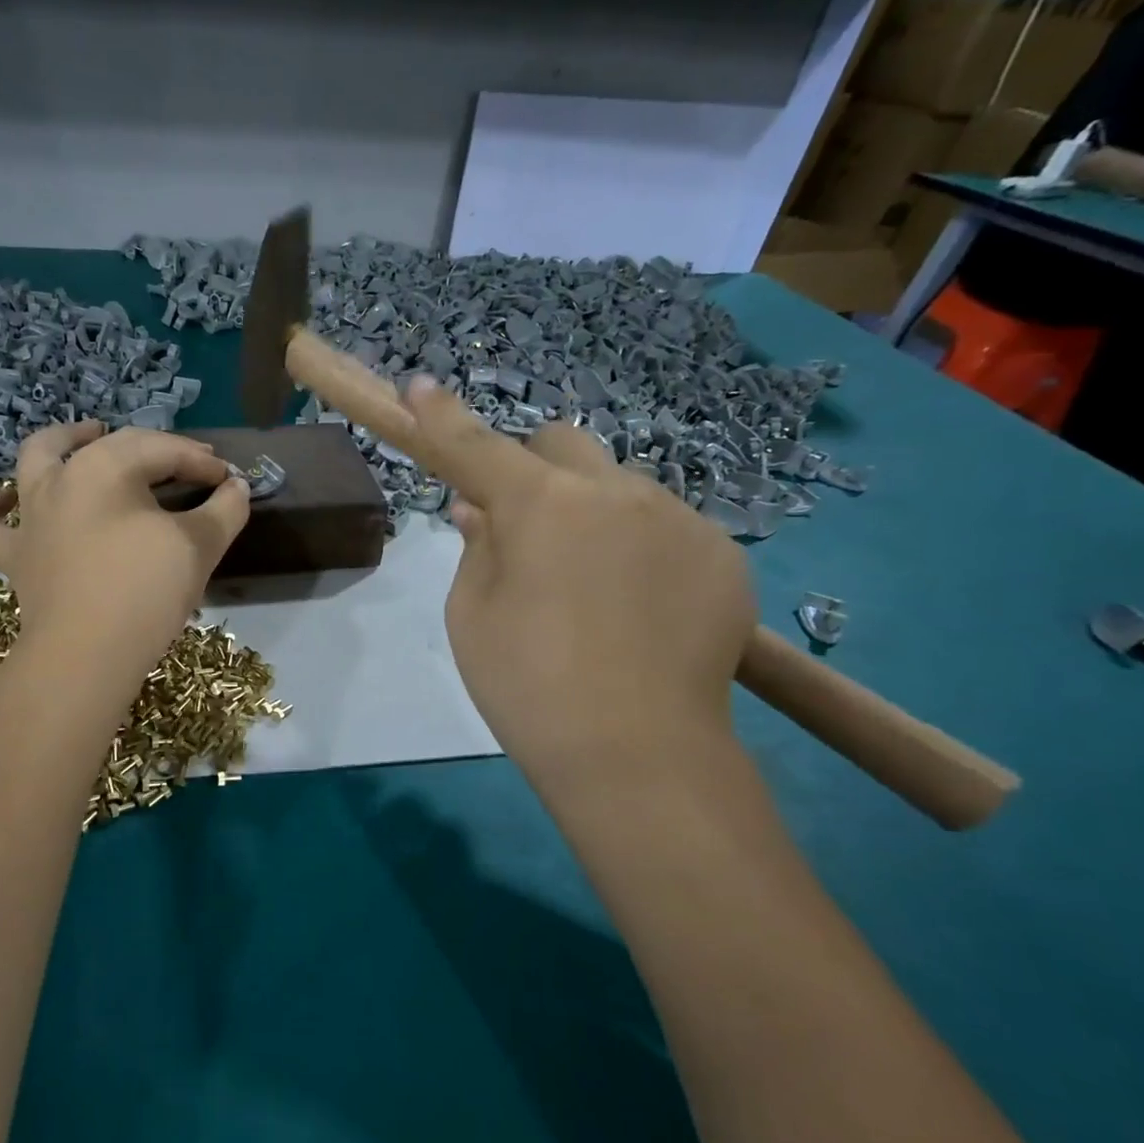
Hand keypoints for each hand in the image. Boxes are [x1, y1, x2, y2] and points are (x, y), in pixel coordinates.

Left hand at [0, 422, 250, 676]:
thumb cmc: (146, 591)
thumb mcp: (199, 546)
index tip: (229, 478)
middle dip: (156, 449)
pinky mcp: (13, 553)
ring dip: (65, 440)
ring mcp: (30, 514)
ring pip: (37, 458)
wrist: (87, 655)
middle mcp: (60, 477)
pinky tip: (5, 498)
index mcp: (106, 467)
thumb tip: (236, 487)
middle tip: (188, 465)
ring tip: (90, 436)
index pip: (164, 450)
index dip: (202, 460)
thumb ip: (225, 509)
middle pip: (112, 446)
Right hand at [403, 377, 755, 782]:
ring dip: (593, 513)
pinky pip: (666, 528)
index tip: (420, 387)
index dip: (442, 416)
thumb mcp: (471, 615)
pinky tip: (639, 609)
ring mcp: (679, 519)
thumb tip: (482, 510)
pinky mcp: (723, 555)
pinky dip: (640, 549)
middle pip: (564, 444)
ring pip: (620, 487)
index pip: (477, 445)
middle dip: (535, 469)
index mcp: (541, 505)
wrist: (639, 755)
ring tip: (593, 589)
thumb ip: (476, 546)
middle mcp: (615, 492)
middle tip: (525, 527)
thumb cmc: (528, 686)